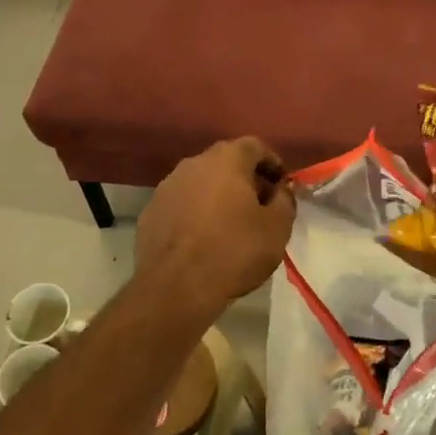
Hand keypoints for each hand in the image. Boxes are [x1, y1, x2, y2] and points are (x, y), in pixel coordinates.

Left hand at [135, 138, 295, 315]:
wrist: (174, 287)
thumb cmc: (233, 251)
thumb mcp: (277, 228)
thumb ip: (284, 201)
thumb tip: (279, 191)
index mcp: (226, 160)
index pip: (255, 147)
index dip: (273, 164)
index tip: (282, 187)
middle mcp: (193, 163)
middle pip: (226, 162)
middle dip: (246, 180)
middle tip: (261, 206)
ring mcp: (167, 187)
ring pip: (201, 183)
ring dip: (218, 196)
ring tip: (232, 225)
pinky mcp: (150, 212)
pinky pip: (182, 204)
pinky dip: (196, 213)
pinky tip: (203, 239)